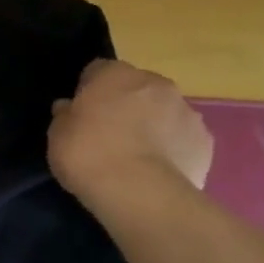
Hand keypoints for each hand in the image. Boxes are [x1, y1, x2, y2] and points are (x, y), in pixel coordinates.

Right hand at [48, 59, 213, 208]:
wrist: (139, 192)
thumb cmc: (88, 154)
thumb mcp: (57, 134)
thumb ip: (66, 116)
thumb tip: (69, 108)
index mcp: (116, 75)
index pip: (98, 70)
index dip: (88, 89)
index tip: (81, 111)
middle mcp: (156, 83)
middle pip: (137, 87)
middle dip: (125, 103)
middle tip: (108, 132)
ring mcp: (187, 111)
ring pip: (164, 111)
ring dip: (152, 124)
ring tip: (135, 156)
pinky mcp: (205, 141)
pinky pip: (183, 137)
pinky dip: (172, 148)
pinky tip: (156, 170)